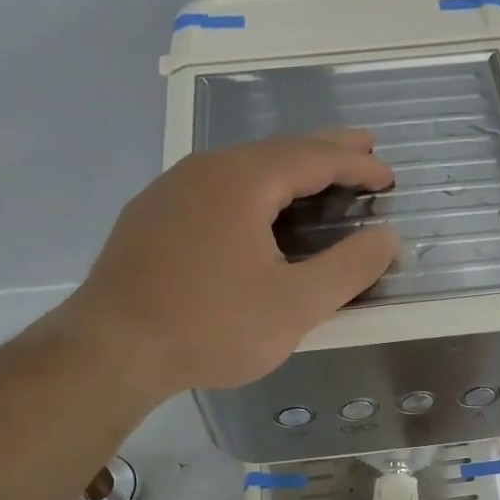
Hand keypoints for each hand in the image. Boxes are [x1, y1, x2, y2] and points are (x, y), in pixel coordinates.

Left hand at [58, 132, 398, 399]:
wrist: (110, 350)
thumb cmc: (211, 326)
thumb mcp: (295, 305)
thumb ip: (350, 268)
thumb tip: (388, 237)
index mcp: (242, 180)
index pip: (314, 157)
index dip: (357, 165)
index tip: (389, 177)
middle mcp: (204, 169)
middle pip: (277, 150)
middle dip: (326, 150)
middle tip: (365, 150)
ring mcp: (170, 190)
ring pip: (243, 167)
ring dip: (288, 169)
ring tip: (318, 177)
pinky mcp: (151, 217)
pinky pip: (216, 188)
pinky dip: (254, 190)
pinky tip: (256, 211)